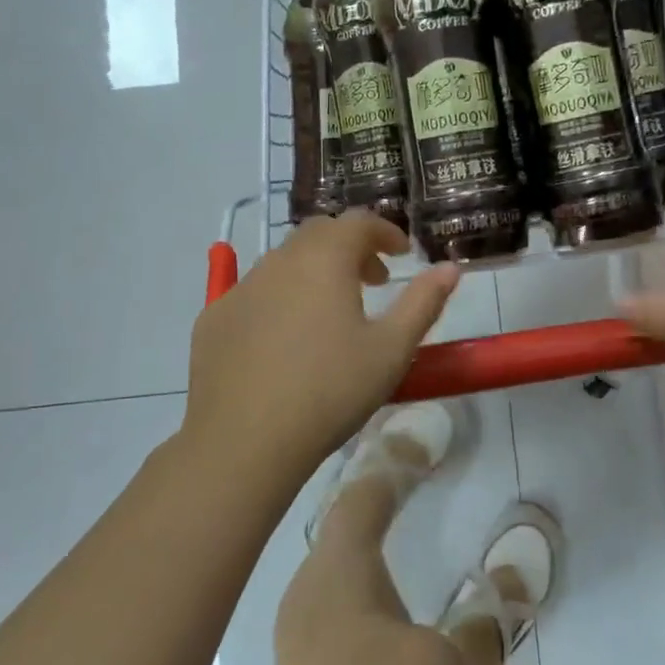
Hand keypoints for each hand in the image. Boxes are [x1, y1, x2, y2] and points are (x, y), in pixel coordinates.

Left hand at [184, 213, 459, 483]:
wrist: (244, 442)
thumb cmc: (330, 391)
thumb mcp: (391, 350)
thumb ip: (424, 302)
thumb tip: (450, 268)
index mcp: (324, 259)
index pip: (358, 222)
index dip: (385, 232)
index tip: (402, 254)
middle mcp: (279, 260)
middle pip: (319, 234)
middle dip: (350, 247)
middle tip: (373, 281)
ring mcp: (240, 288)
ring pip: (284, 261)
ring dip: (314, 271)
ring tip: (332, 312)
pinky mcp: (213, 318)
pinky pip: (254, 292)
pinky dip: (279, 298)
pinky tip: (285, 340)